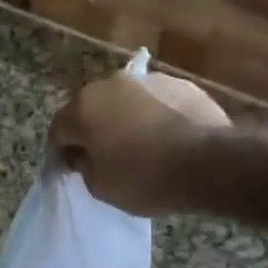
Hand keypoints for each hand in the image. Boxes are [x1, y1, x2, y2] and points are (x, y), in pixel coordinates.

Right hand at [49, 70, 230, 215]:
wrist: (209, 165)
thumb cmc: (144, 178)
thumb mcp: (99, 187)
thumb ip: (83, 166)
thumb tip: (84, 154)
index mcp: (83, 107)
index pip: (59, 130)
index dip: (63, 152)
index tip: (75, 170)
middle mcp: (110, 84)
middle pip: (91, 109)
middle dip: (94, 130)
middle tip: (106, 156)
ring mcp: (148, 80)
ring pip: (126, 101)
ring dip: (125, 119)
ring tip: (142, 146)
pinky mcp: (181, 85)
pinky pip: (157, 102)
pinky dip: (156, 116)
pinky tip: (168, 138)